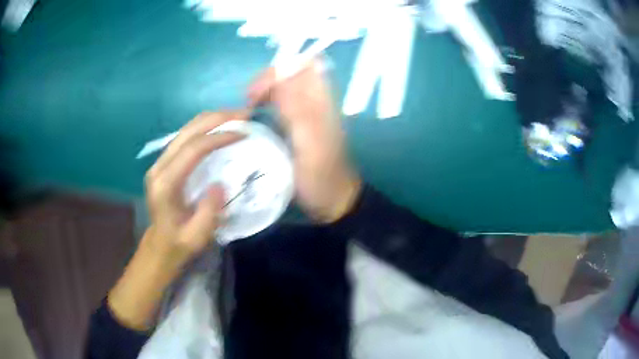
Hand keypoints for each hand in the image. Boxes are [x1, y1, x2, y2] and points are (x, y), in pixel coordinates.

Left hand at [108, 112, 244, 329]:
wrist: (160, 245)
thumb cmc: (179, 243)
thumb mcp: (197, 237)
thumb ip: (208, 212)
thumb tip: (219, 184)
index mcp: (165, 184)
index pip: (193, 149)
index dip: (219, 136)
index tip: (244, 132)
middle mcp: (159, 167)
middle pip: (188, 131)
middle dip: (217, 118)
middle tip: (244, 114)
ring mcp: (160, 162)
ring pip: (186, 129)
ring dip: (212, 119)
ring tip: (236, 116)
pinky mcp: (164, 162)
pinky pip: (185, 136)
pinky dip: (205, 127)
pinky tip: (220, 127)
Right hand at [249, 59, 360, 222]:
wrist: (333, 200)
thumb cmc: (322, 178)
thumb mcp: (312, 146)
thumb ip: (299, 111)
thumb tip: (281, 76)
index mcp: (322, 102)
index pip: (305, 64)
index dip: (281, 69)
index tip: (260, 90)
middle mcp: (315, 101)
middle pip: (291, 72)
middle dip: (268, 79)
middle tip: (249, 100)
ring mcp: (306, 112)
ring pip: (284, 86)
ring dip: (265, 90)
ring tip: (249, 107)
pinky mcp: (298, 124)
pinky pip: (280, 102)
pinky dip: (265, 102)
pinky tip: (255, 115)